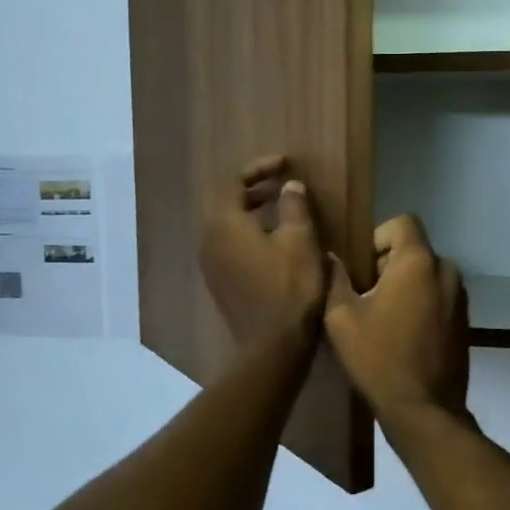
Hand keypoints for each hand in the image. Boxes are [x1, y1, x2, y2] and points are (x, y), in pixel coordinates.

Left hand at [200, 155, 326, 346]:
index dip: (260, 168)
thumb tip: (290, 186)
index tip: (285, 164)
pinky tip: (273, 243)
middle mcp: (208, 240)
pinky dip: (248, 234)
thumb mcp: (300, 240)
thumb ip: (293, 206)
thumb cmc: (289, 287)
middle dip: (255, 190)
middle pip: (227, 202)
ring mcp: (210, 264)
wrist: (272, 345)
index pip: (234, 181)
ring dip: (252, 213)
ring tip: (281, 212)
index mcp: (224, 223)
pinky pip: (229, 246)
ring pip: (228, 226)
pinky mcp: (219, 282)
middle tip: (282, 187)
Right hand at [323, 214, 468, 418]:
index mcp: (418, 262)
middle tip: (366, 295)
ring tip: (384, 317)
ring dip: (406, 284)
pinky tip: (404, 333)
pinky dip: (422, 302)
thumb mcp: (342, 318)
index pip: (402, 222)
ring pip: (428, 273)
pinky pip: (439, 295)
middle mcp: (446, 271)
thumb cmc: (378, 358)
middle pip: (414, 249)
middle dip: (389, 264)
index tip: (363, 268)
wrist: (424, 409)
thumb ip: (335, 279)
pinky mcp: (465, 320)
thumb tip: (331, 257)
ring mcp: (460, 296)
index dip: (378, 237)